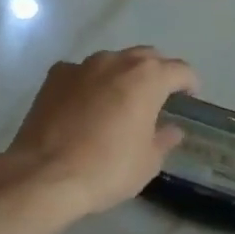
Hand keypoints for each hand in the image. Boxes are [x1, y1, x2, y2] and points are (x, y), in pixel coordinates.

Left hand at [0, 48, 198, 218]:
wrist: (44, 175)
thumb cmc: (107, 169)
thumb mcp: (148, 162)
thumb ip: (163, 140)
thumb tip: (172, 130)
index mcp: (148, 78)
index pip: (180, 70)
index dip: (189, 83)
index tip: (190, 98)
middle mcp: (117, 62)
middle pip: (147, 57)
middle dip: (157, 73)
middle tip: (158, 98)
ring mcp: (82, 66)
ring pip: (113, 61)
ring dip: (122, 76)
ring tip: (120, 101)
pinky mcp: (54, 77)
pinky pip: (82, 73)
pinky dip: (90, 84)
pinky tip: (86, 106)